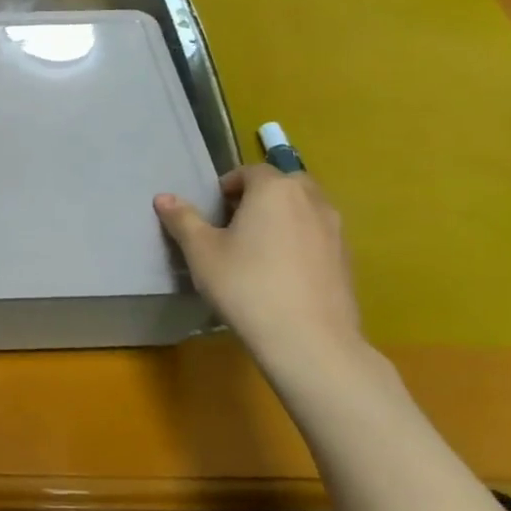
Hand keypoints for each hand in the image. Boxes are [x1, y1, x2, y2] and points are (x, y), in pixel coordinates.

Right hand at [154, 165, 365, 377]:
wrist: (308, 339)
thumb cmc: (245, 285)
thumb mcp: (201, 251)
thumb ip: (183, 220)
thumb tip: (163, 197)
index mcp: (275, 189)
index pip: (250, 171)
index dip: (229, 185)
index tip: (214, 210)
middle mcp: (311, 200)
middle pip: (284, 184)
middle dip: (260, 196)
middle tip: (236, 224)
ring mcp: (335, 230)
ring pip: (305, 209)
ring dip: (283, 217)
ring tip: (259, 248)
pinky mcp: (347, 260)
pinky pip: (318, 236)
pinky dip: (301, 241)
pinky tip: (282, 273)